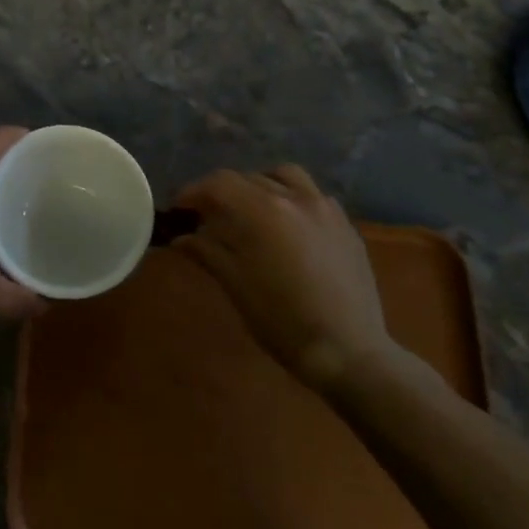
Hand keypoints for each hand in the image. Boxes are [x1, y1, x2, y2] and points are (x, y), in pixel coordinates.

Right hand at [171, 165, 398, 387]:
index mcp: (263, 211)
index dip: (194, 192)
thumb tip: (180, 238)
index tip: (179, 209)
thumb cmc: (282, 321)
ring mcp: (324, 208)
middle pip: (248, 178)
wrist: (349, 352)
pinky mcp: (346, 225)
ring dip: (260, 185)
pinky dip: (292, 198)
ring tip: (251, 209)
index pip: (219, 183)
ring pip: (284, 176)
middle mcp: (294, 198)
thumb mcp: (236, 285)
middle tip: (208, 215)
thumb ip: (207, 252)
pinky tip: (288, 225)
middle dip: (222, 192)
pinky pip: (313, 195)